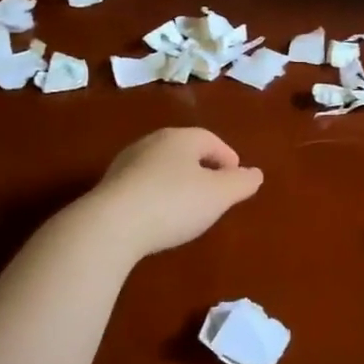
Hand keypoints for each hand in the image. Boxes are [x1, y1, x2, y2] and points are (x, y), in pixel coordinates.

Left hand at [81, 127, 263, 259]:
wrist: (110, 226)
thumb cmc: (174, 203)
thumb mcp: (219, 195)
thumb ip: (241, 183)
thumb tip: (255, 174)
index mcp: (181, 138)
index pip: (212, 140)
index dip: (228, 159)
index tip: (236, 182)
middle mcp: (151, 143)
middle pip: (185, 151)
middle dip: (203, 169)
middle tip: (215, 194)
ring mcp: (126, 163)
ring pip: (162, 168)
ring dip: (178, 183)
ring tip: (187, 208)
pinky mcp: (109, 187)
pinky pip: (142, 186)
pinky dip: (156, 196)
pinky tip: (158, 218)